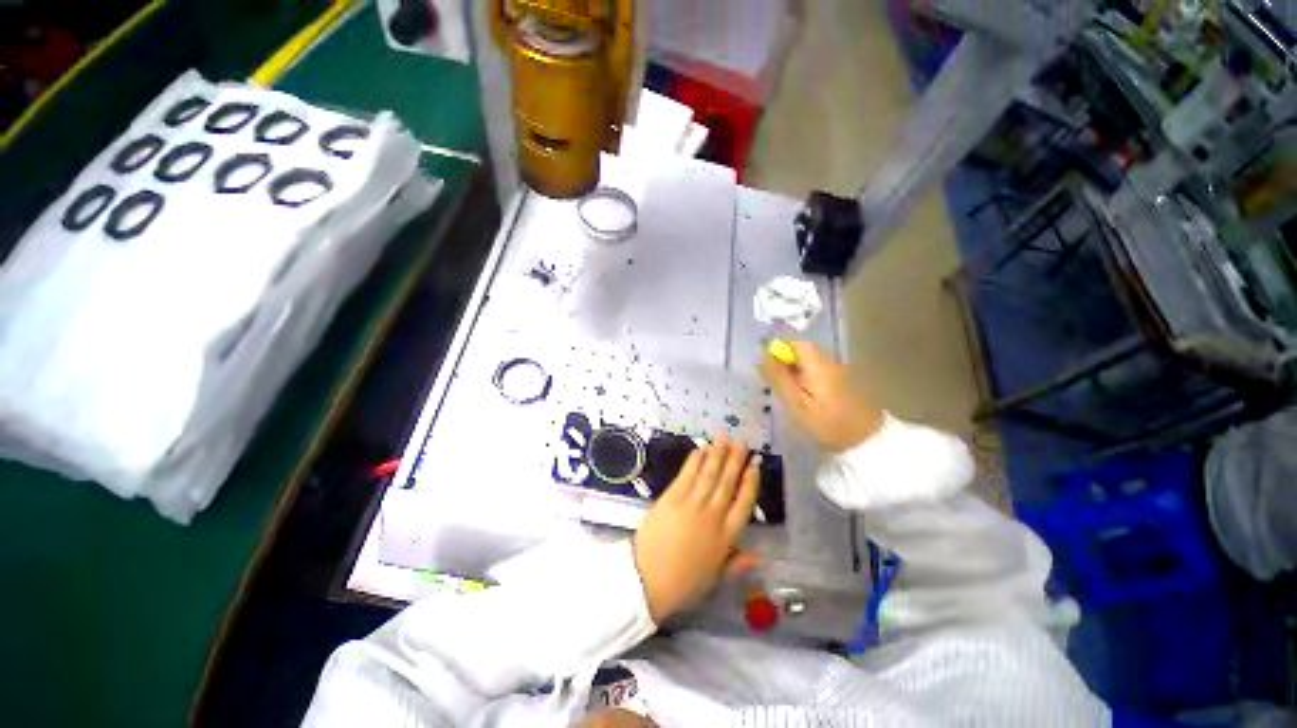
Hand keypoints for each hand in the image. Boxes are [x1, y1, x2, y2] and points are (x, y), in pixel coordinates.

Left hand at [633, 433, 761, 623]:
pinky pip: (686, 476)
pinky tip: (701, 449)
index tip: (755, 465)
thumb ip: (737, 563)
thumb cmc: (683, 583)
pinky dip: (694, 461)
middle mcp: (712, 516)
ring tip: (724, 437)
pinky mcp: (671, 498)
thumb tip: (760, 556)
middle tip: (742, 442)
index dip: (750, 482)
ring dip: (717, 454)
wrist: (648, 580)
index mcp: (726, 537)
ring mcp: (691, 504)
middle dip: (735, 460)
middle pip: (727, 483)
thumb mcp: (715, 577)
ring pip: (709, 474)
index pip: (744, 503)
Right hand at [759, 341, 883, 452]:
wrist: (866, 441)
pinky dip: (805, 379)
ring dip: (793, 371)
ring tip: (787, 394)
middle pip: (801, 350)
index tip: (768, 367)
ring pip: (808, 361)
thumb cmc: (827, 423)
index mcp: (818, 363)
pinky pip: (816, 371)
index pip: (795, 341)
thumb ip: (778, 378)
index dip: (778, 348)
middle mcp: (829, 360)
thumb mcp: (796, 403)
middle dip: (784, 361)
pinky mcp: (842, 381)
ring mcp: (838, 370)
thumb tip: (762, 357)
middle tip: (775, 384)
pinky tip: (803, 398)